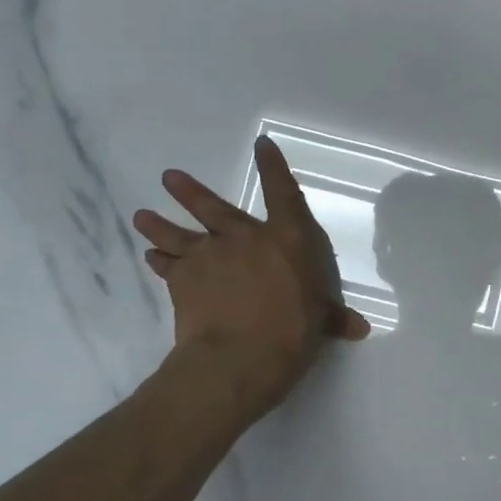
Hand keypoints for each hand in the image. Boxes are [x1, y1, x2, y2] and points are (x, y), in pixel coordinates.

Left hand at [132, 136, 370, 418]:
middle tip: (168, 177)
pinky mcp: (182, 281)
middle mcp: (244, 238)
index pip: (282, 193)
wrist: (239, 357)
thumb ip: (334, 318)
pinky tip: (151, 257)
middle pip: (213, 207)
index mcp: (287, 239)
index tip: (262, 144)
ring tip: (141, 215)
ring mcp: (209, 256)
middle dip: (190, 191)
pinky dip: (159, 261)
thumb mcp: (320, 321)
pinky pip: (166, 266)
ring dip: (159, 224)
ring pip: (178, 233)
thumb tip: (359, 329)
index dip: (272, 166)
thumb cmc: (292, 331)